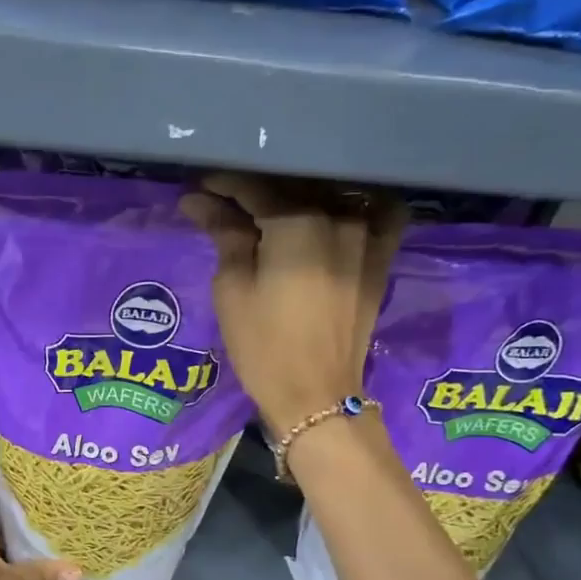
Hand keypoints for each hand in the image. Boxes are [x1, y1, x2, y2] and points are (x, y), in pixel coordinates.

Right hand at [182, 172, 405, 438]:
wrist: (316, 394)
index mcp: (297, 222)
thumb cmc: (263, 346)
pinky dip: (354, 203)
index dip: (222, 184)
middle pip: (291, 187)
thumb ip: (224, 234)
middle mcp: (338, 216)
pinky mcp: (381, 256)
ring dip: (298, 195)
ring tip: (271, 207)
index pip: (253, 188)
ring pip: (328, 195)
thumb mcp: (232, 289)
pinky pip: (374, 213)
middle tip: (225, 201)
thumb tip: (200, 200)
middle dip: (255, 190)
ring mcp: (366, 234)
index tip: (199, 188)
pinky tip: (334, 208)